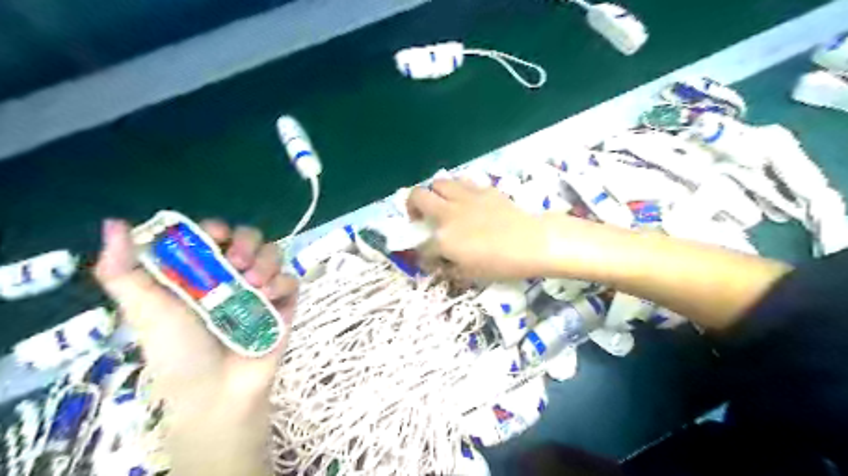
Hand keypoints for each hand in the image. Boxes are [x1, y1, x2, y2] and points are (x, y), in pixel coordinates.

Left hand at [92, 219, 295, 475]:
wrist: (217, 390)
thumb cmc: (176, 351)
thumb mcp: (144, 310)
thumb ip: (123, 271)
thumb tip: (114, 222)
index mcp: (201, 272)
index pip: (214, 235)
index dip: (217, 228)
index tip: (215, 236)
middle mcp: (233, 275)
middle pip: (250, 238)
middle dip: (247, 242)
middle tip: (237, 263)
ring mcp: (261, 288)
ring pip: (274, 254)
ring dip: (266, 261)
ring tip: (254, 285)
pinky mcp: (284, 303)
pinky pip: (291, 280)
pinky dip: (282, 282)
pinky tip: (269, 297)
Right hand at [409, 180, 564, 279]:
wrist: (533, 243)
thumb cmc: (502, 264)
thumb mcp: (471, 274)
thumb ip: (449, 267)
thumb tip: (440, 262)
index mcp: (443, 239)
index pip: (421, 244)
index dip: (422, 253)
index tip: (428, 257)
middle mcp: (448, 213)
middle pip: (417, 196)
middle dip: (412, 206)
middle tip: (421, 217)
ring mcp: (465, 197)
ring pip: (438, 182)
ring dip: (434, 193)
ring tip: (443, 204)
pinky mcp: (483, 189)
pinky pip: (462, 182)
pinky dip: (457, 190)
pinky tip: (466, 201)